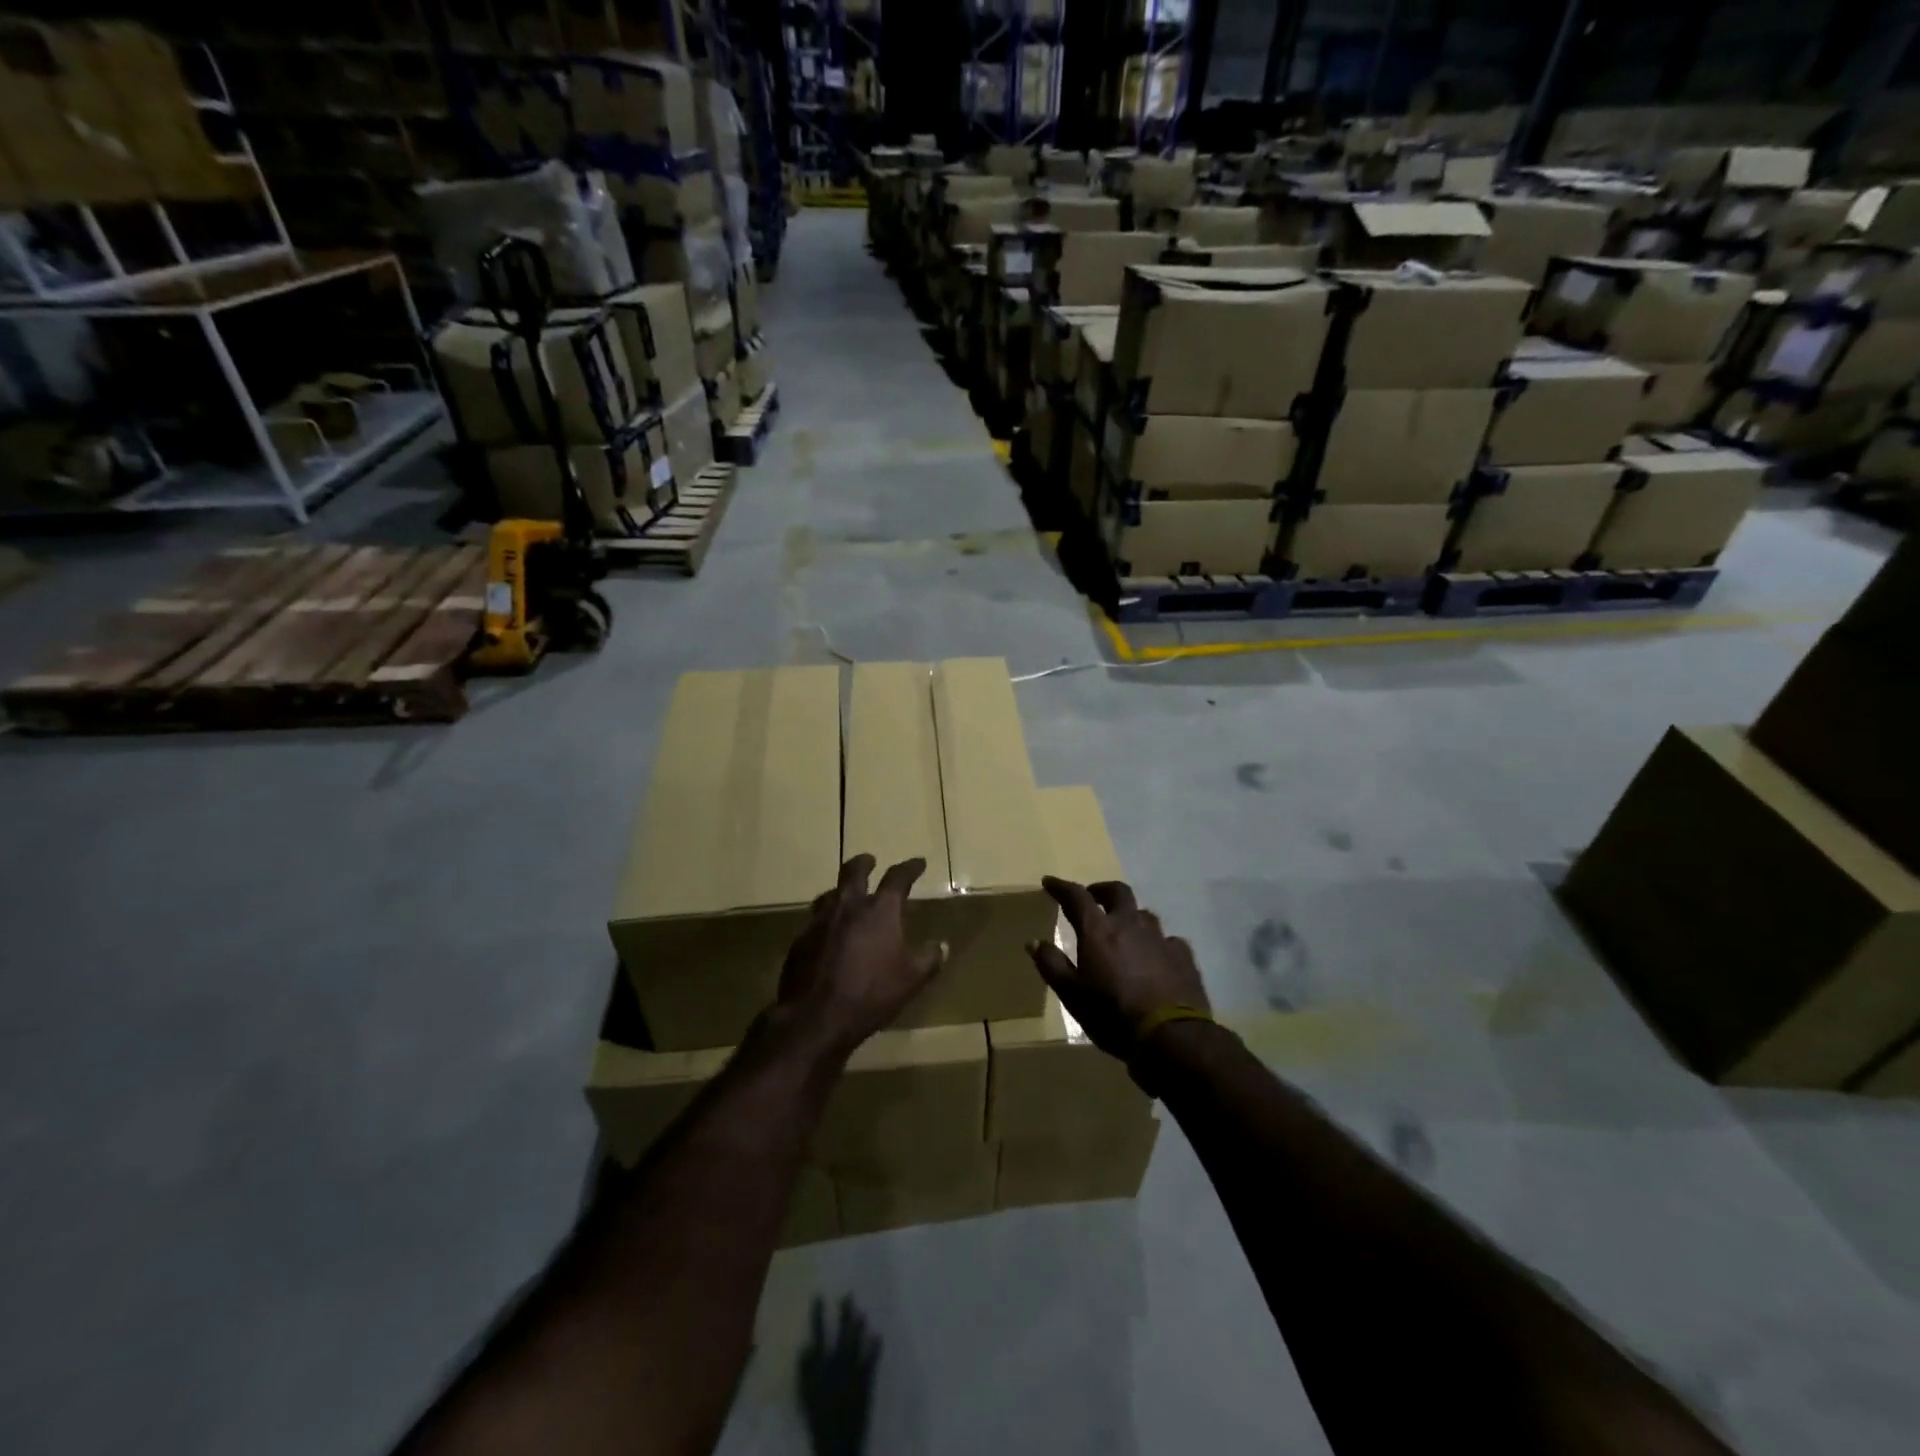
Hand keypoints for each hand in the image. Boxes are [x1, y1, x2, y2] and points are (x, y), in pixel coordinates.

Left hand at [776, 855, 947, 1059]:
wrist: (815, 1017)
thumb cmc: (871, 994)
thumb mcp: (911, 980)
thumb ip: (928, 959)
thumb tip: (942, 945)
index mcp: (879, 910)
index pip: (897, 878)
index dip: (909, 868)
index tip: (918, 862)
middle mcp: (848, 906)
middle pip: (853, 871)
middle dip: (864, 863)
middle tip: (870, 861)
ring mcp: (819, 921)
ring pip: (830, 893)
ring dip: (841, 890)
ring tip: (847, 895)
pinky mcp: (800, 940)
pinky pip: (815, 920)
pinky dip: (826, 920)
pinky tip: (828, 933)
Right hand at [798, 1294, 880, 1455]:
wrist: (838, 1446)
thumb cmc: (819, 1420)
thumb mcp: (805, 1398)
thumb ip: (804, 1371)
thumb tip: (805, 1345)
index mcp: (821, 1370)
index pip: (818, 1336)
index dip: (818, 1316)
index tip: (819, 1296)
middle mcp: (838, 1367)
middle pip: (841, 1335)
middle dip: (844, 1314)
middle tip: (848, 1295)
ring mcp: (853, 1374)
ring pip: (857, 1344)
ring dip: (859, 1327)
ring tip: (862, 1311)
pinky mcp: (866, 1384)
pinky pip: (872, 1361)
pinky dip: (875, 1348)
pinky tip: (879, 1335)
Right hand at [1027, 877, 1209, 1062]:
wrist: (1171, 1037)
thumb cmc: (1112, 1015)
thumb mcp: (1072, 995)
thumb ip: (1052, 965)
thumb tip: (1034, 942)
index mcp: (1099, 931)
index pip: (1076, 896)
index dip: (1061, 887)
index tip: (1049, 882)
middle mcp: (1130, 924)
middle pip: (1117, 891)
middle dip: (1101, 890)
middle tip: (1092, 898)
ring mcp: (1160, 938)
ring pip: (1144, 914)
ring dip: (1130, 916)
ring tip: (1123, 931)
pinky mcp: (1183, 955)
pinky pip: (1167, 939)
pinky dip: (1156, 943)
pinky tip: (1155, 957)